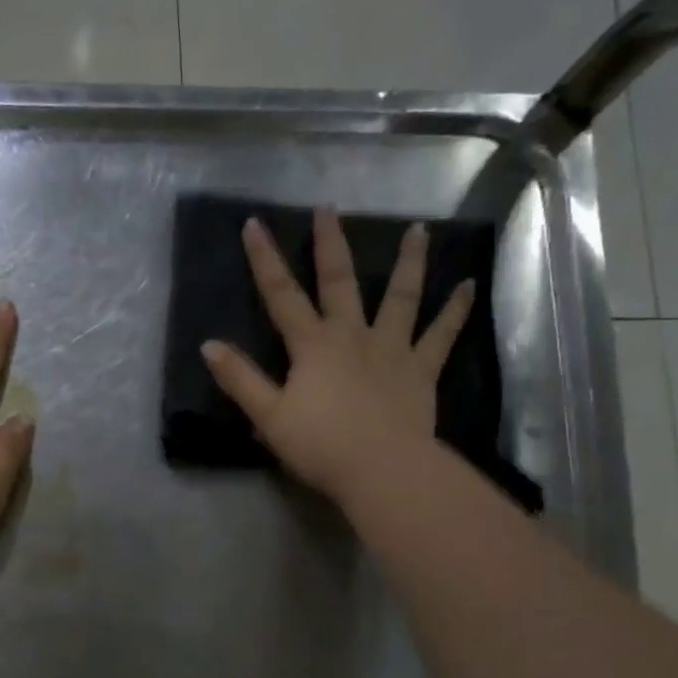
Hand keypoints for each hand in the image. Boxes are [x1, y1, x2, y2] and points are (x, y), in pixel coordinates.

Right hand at [200, 208, 471, 505]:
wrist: (381, 469)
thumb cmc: (320, 446)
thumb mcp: (268, 416)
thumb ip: (240, 379)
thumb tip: (208, 345)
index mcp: (313, 346)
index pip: (282, 295)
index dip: (265, 260)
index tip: (254, 224)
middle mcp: (352, 335)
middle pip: (339, 282)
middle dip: (330, 244)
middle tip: (328, 208)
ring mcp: (391, 349)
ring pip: (401, 297)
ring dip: (409, 262)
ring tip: (419, 229)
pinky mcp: (421, 370)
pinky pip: (441, 335)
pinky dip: (456, 310)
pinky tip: (470, 286)